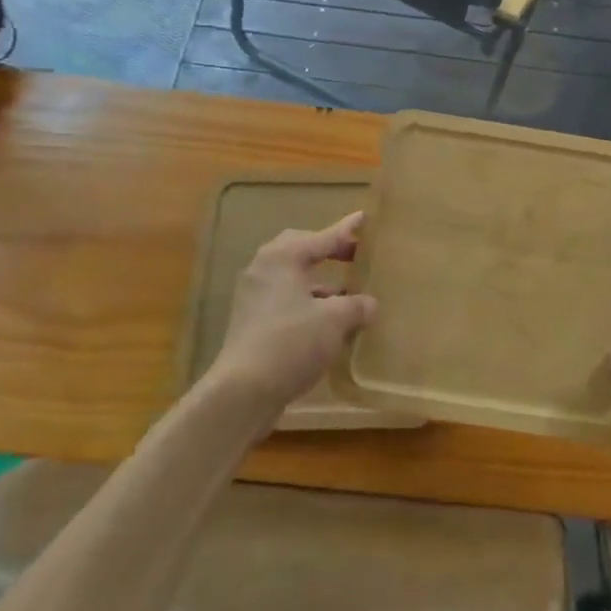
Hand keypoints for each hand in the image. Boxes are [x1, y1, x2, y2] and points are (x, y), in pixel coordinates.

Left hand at [209, 213, 377, 417]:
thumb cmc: (291, 342)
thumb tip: (369, 304)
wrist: (242, 393)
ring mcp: (254, 297)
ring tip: (348, 293)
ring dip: (320, 282)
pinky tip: (328, 322)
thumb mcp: (334, 320)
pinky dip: (309, 303)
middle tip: (354, 255)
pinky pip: (287, 301)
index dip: (347, 230)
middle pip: (301, 250)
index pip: (323, 237)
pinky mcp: (252, 323)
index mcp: (283, 257)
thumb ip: (356, 306)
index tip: (365, 218)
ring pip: (293, 278)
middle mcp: (265, 269)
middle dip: (329, 251)